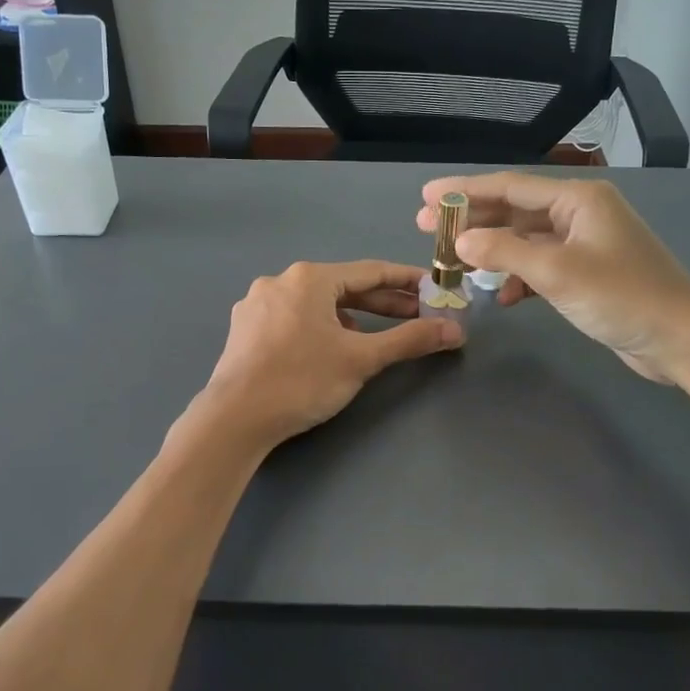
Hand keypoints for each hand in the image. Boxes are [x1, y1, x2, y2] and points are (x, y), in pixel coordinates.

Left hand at [193, 260, 462, 449]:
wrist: (234, 419)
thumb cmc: (302, 381)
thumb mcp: (361, 359)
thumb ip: (409, 340)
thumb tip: (455, 330)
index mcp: (309, 278)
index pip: (371, 272)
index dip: (407, 281)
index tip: (433, 289)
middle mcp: (280, 281)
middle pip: (343, 287)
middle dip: (382, 303)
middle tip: (417, 317)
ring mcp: (257, 304)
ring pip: (316, 304)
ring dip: (351, 317)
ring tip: (376, 337)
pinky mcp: (245, 329)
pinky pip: (293, 318)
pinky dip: (320, 327)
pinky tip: (331, 348)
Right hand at [417, 173, 689, 382]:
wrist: (680, 339)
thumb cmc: (622, 296)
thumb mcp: (558, 272)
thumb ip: (505, 253)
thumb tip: (461, 241)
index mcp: (578, 199)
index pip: (510, 187)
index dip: (465, 191)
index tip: (427, 196)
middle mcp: (580, 213)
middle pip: (515, 211)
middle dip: (473, 220)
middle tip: (427, 228)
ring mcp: (585, 244)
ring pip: (526, 241)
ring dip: (494, 252)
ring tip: (455, 263)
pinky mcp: (588, 273)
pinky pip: (542, 266)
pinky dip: (520, 278)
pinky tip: (504, 296)